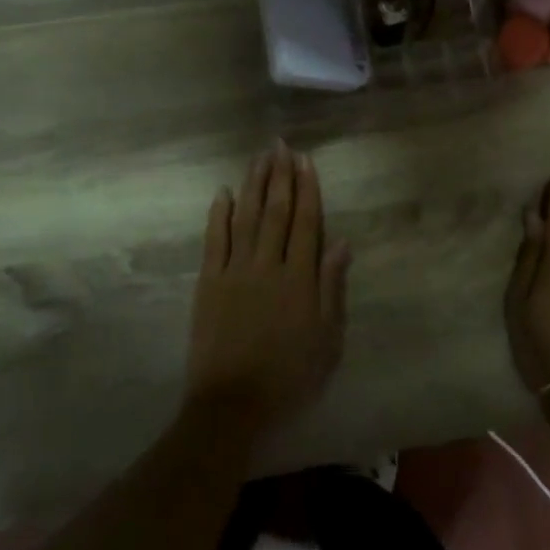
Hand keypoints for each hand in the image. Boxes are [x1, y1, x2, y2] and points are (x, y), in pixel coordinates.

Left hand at [185, 144, 350, 434]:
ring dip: (253, 184)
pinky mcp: (208, 283)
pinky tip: (222, 192)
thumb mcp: (327, 340)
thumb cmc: (290, 377)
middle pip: (276, 211)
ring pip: (246, 217)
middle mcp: (267, 265)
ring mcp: (234, 271)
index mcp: (300, 279)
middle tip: (281, 145)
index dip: (307, 189)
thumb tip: (341, 243)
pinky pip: (214, 240)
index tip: (306, 161)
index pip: (306, 223)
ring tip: (259, 157)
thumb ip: (332, 288)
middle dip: (280, 176)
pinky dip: (218, 214)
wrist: (233, 404)